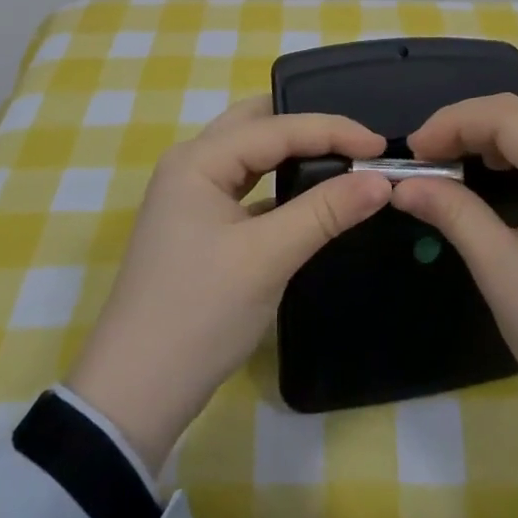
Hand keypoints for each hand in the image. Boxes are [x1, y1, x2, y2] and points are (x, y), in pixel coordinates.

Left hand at [66, 98, 389, 471]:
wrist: (135, 393)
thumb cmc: (200, 313)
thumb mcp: (267, 258)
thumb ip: (325, 211)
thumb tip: (382, 180)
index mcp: (198, 160)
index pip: (276, 127)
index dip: (332, 130)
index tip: (382, 146)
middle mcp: (191, 165)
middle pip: (256, 124)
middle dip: (307, 127)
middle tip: (355, 144)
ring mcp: (190, 196)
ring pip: (250, 155)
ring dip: (293, 153)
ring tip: (340, 162)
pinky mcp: (197, 225)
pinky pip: (246, 186)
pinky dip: (279, 183)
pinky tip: (308, 197)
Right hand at [394, 92, 517, 427]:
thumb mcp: (500, 273)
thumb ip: (452, 213)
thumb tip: (404, 185)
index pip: (511, 117)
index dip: (455, 122)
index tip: (415, 151)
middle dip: (483, 119)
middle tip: (444, 153)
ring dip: (515, 126)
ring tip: (477, 161)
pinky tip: (513, 176)